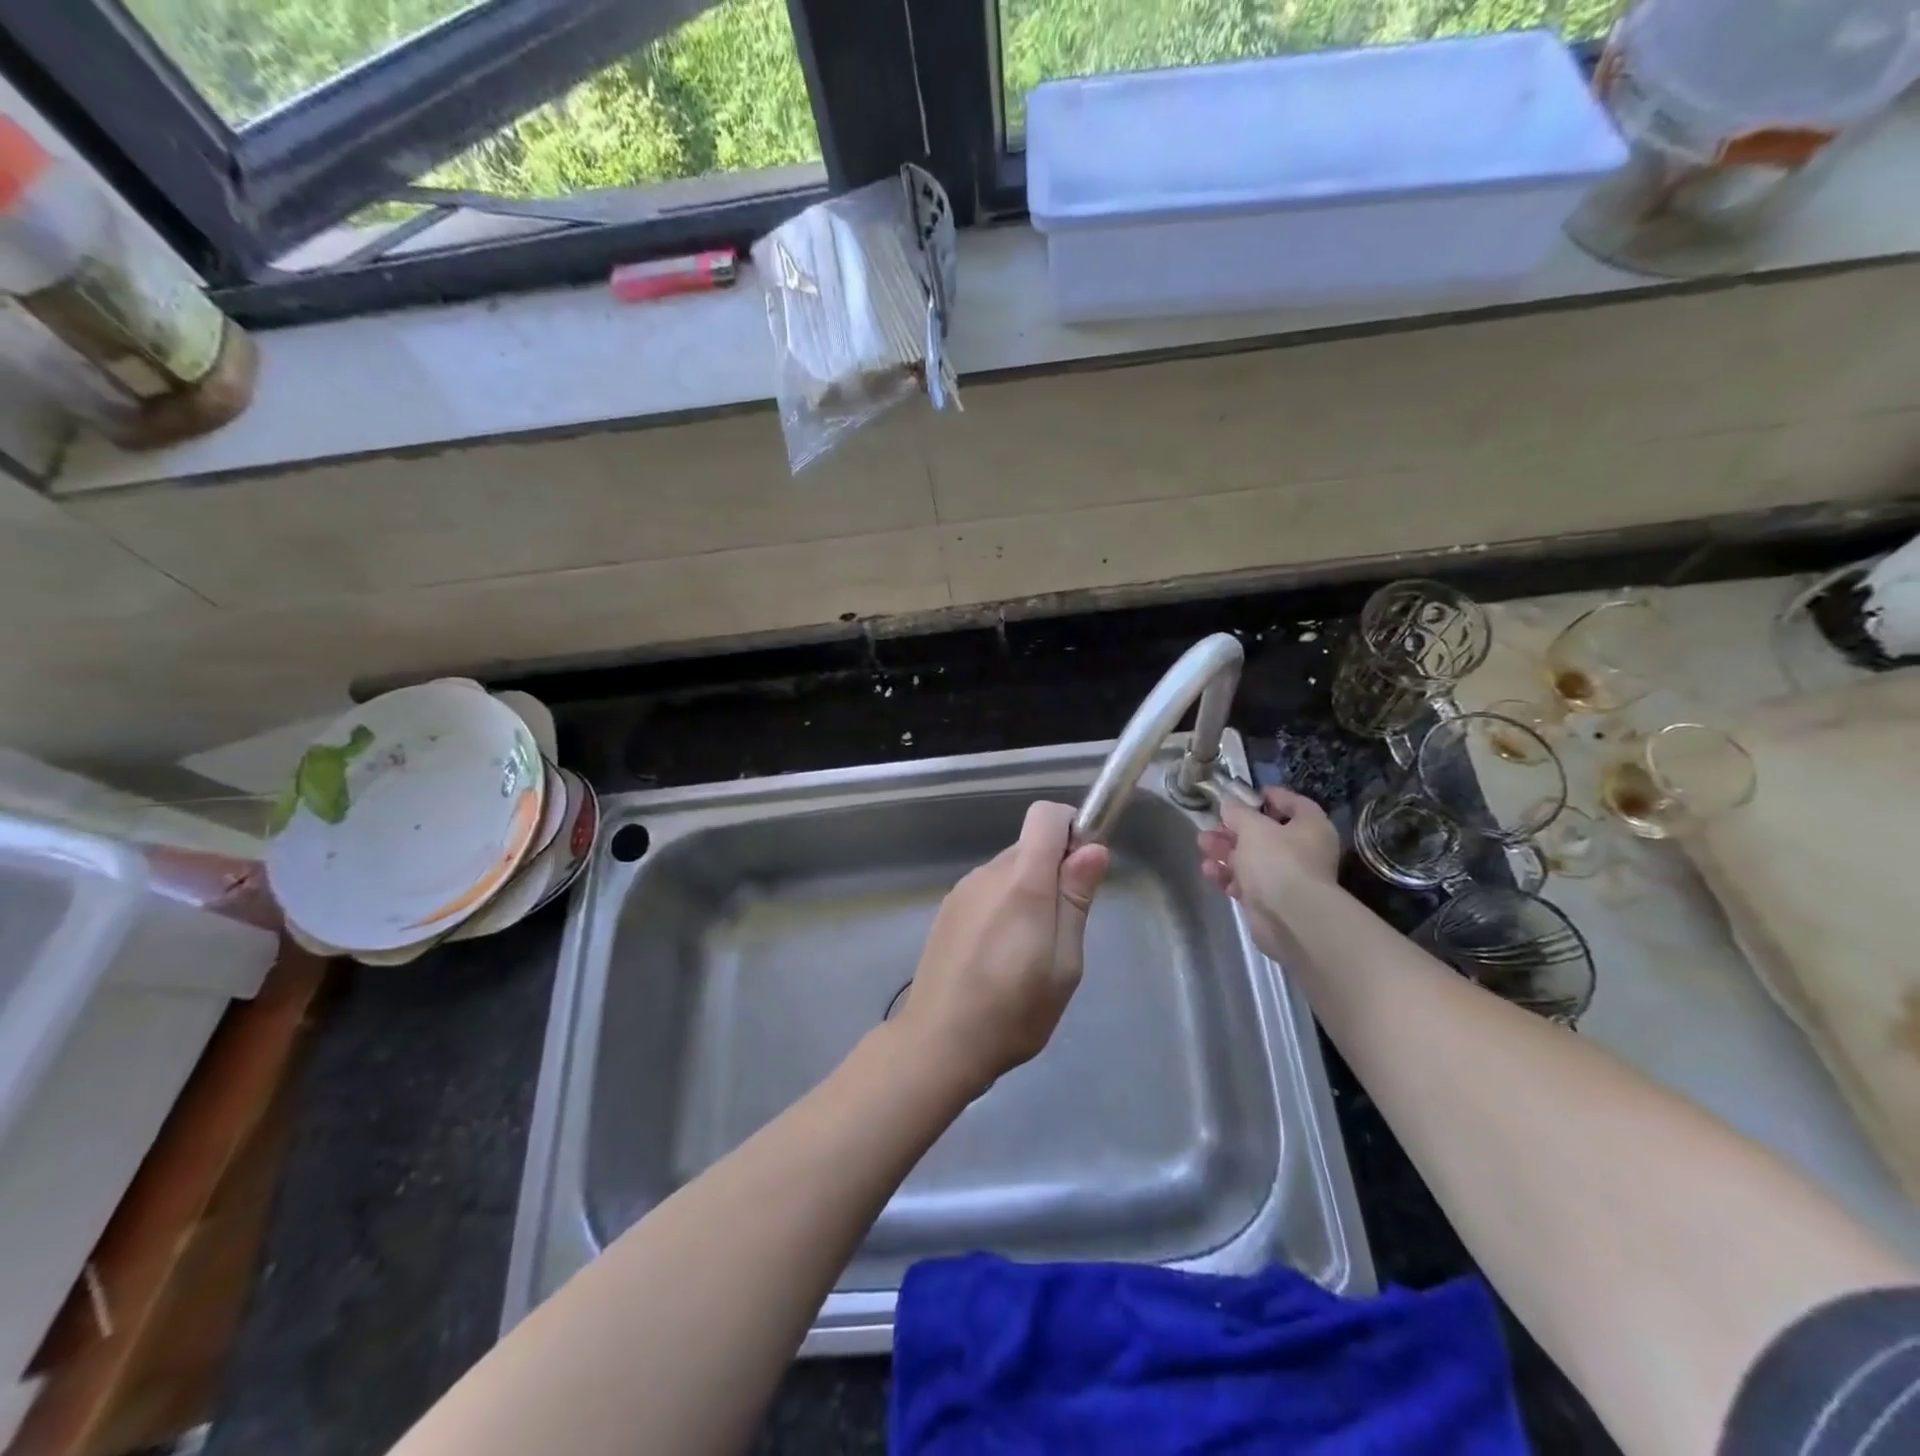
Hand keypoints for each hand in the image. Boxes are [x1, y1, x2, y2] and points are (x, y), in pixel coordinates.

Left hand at [895, 801, 1109, 1095]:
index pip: (1045, 815)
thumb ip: (1075, 900)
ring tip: (1030, 951)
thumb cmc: (1013, 1010)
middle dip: (1054, 871)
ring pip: (1009, 869)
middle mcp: (988, 873)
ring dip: (1029, 892)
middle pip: (1030, 845)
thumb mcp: (1064, 964)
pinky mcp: (948, 910)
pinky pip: (988, 890)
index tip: (1084, 868)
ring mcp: (963, 890)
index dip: (1072, 828)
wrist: (938, 1042)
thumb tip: (1093, 848)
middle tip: (1063, 929)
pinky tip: (1000, 954)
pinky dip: (1004, 907)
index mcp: (1021, 881)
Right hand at [1196, 786, 1340, 959]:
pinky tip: (1210, 871)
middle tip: (1211, 824)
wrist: (1290, 918)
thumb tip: (1229, 802)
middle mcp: (1303, 851)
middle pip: (1265, 833)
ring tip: (1203, 845)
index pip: (1294, 803)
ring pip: (1252, 858)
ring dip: (1225, 851)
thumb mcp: (1253, 827)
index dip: (1271, 796)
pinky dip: (1228, 875)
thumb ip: (1238, 812)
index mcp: (1311, 827)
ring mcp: (1287, 878)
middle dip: (1234, 829)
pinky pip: (1246, 882)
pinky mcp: (1271, 901)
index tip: (1245, 794)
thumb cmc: (1278, 861)